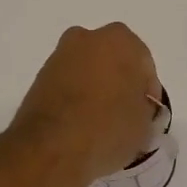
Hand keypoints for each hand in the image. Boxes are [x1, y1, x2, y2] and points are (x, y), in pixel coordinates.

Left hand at [8, 23, 160, 185]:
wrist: (51, 148)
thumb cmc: (109, 128)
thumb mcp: (145, 124)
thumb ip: (144, 107)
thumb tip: (135, 107)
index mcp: (121, 41)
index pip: (145, 67)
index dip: (147, 93)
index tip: (145, 116)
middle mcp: (88, 38)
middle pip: (114, 62)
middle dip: (120, 83)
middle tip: (124, 115)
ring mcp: (59, 56)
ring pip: (88, 71)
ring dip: (96, 89)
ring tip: (100, 123)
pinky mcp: (39, 77)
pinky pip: (68, 84)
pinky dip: (75, 98)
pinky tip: (79, 124)